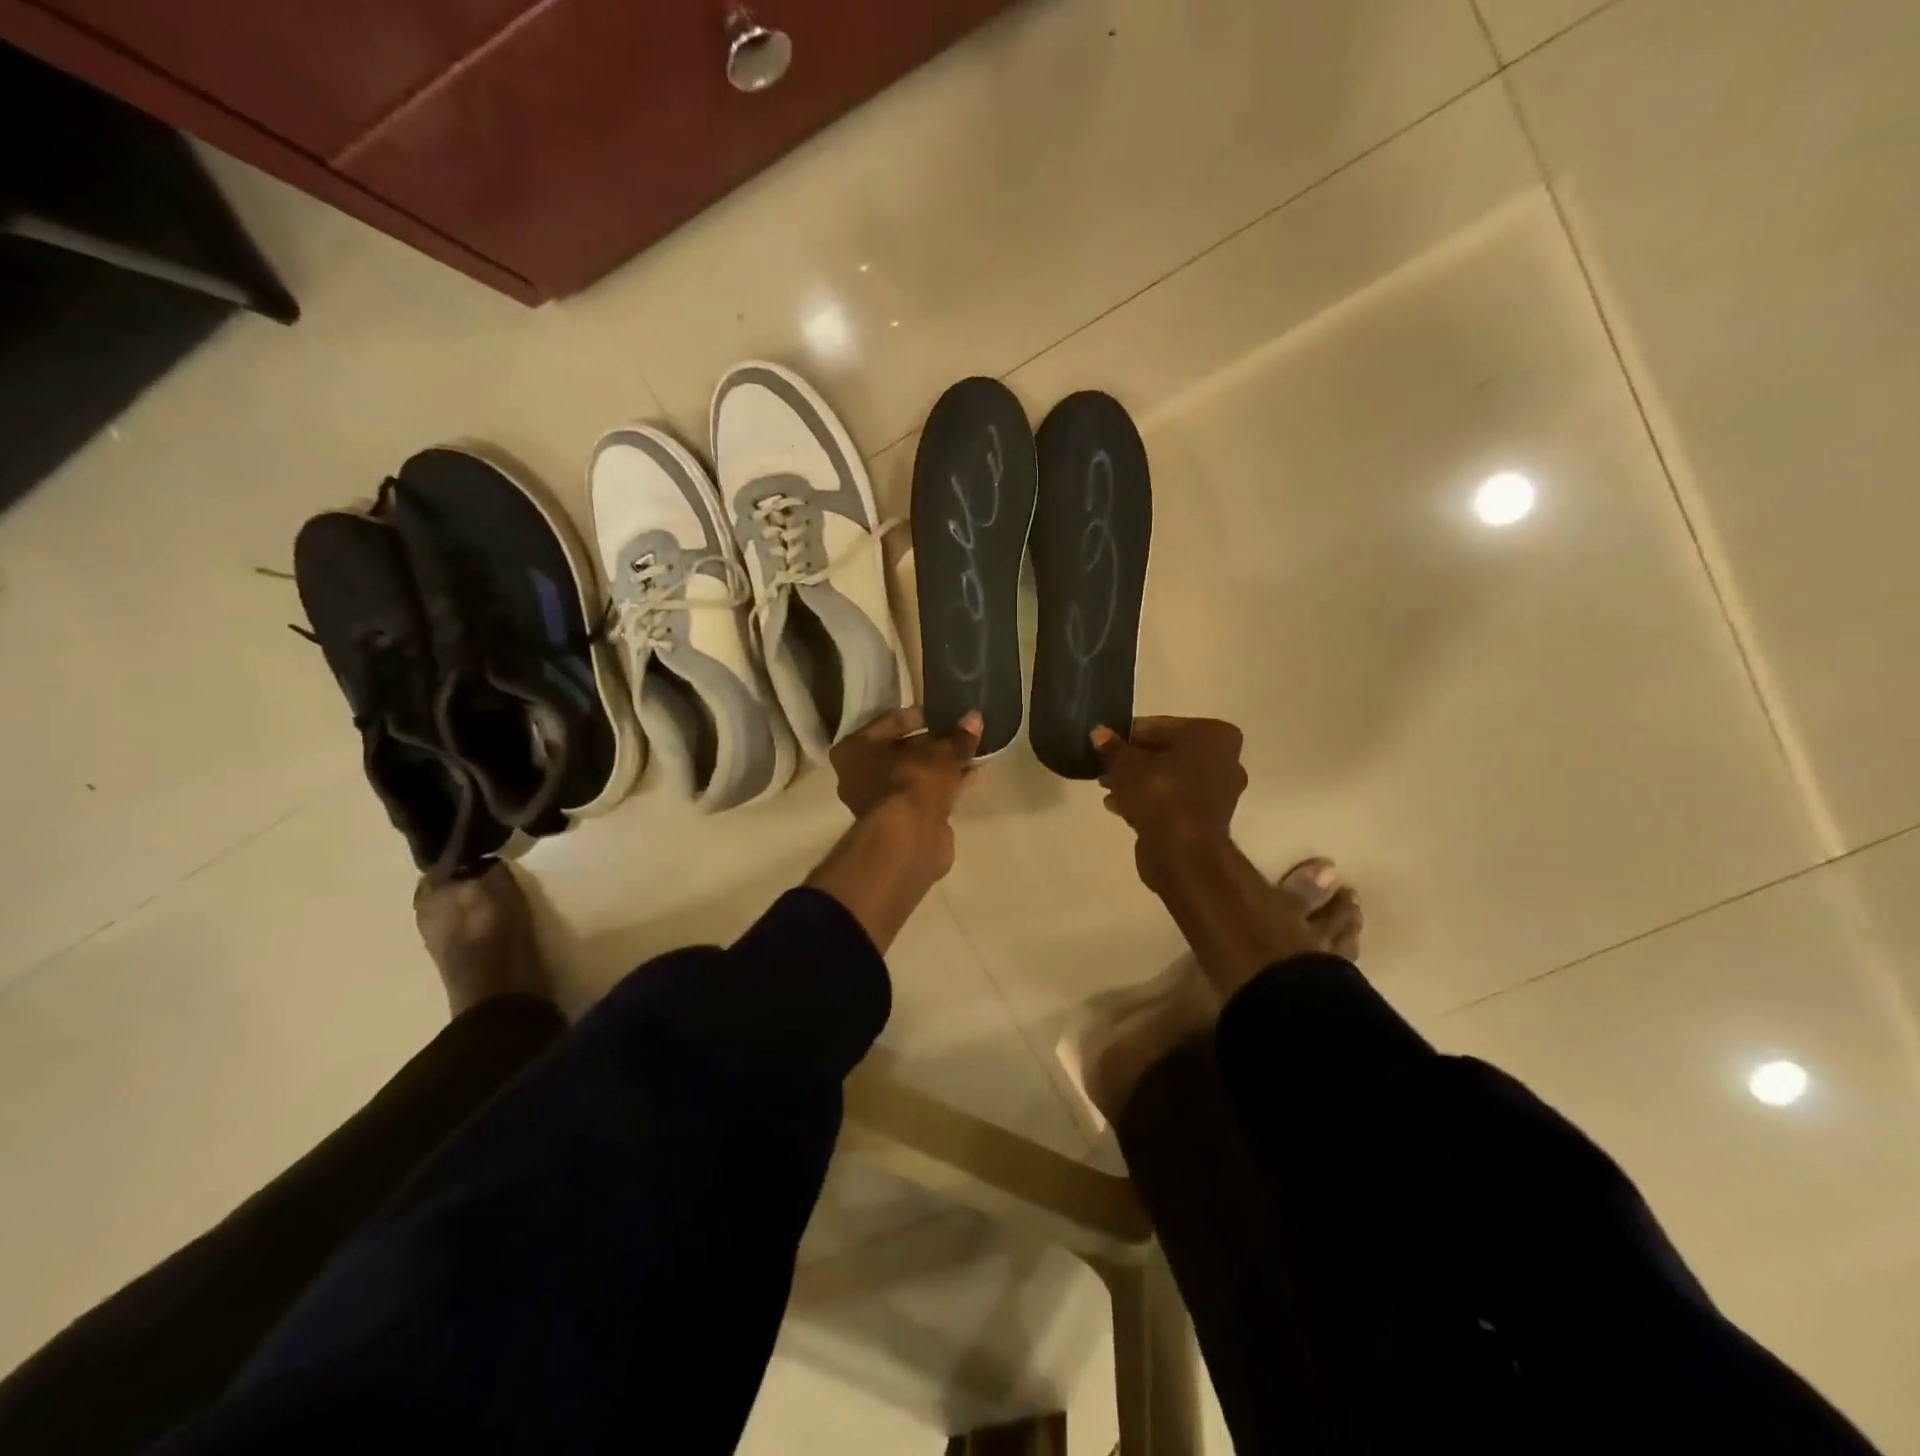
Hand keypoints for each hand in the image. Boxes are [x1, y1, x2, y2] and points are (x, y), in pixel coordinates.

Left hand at [828, 706, 982, 876]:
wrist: (908, 840)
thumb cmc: (911, 783)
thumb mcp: (940, 753)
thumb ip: (957, 737)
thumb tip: (975, 718)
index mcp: (854, 750)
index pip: (891, 722)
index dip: (922, 716)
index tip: (947, 715)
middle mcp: (858, 775)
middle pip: (902, 750)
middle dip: (933, 744)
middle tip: (960, 734)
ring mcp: (878, 802)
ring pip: (914, 775)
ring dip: (940, 766)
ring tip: (970, 753)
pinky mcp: (899, 823)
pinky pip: (924, 795)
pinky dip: (943, 786)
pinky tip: (968, 776)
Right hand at [1092, 716, 1248, 890]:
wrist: (1183, 851)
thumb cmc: (1159, 793)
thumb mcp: (1125, 764)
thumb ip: (1112, 747)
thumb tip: (1099, 733)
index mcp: (1212, 735)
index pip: (1160, 726)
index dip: (1128, 735)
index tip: (1104, 744)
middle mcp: (1224, 759)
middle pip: (1167, 752)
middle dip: (1134, 760)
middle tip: (1104, 767)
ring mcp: (1218, 791)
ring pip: (1169, 778)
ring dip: (1139, 782)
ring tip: (1107, 788)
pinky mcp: (1207, 818)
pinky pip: (1173, 800)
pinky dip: (1149, 801)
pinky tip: (1119, 806)